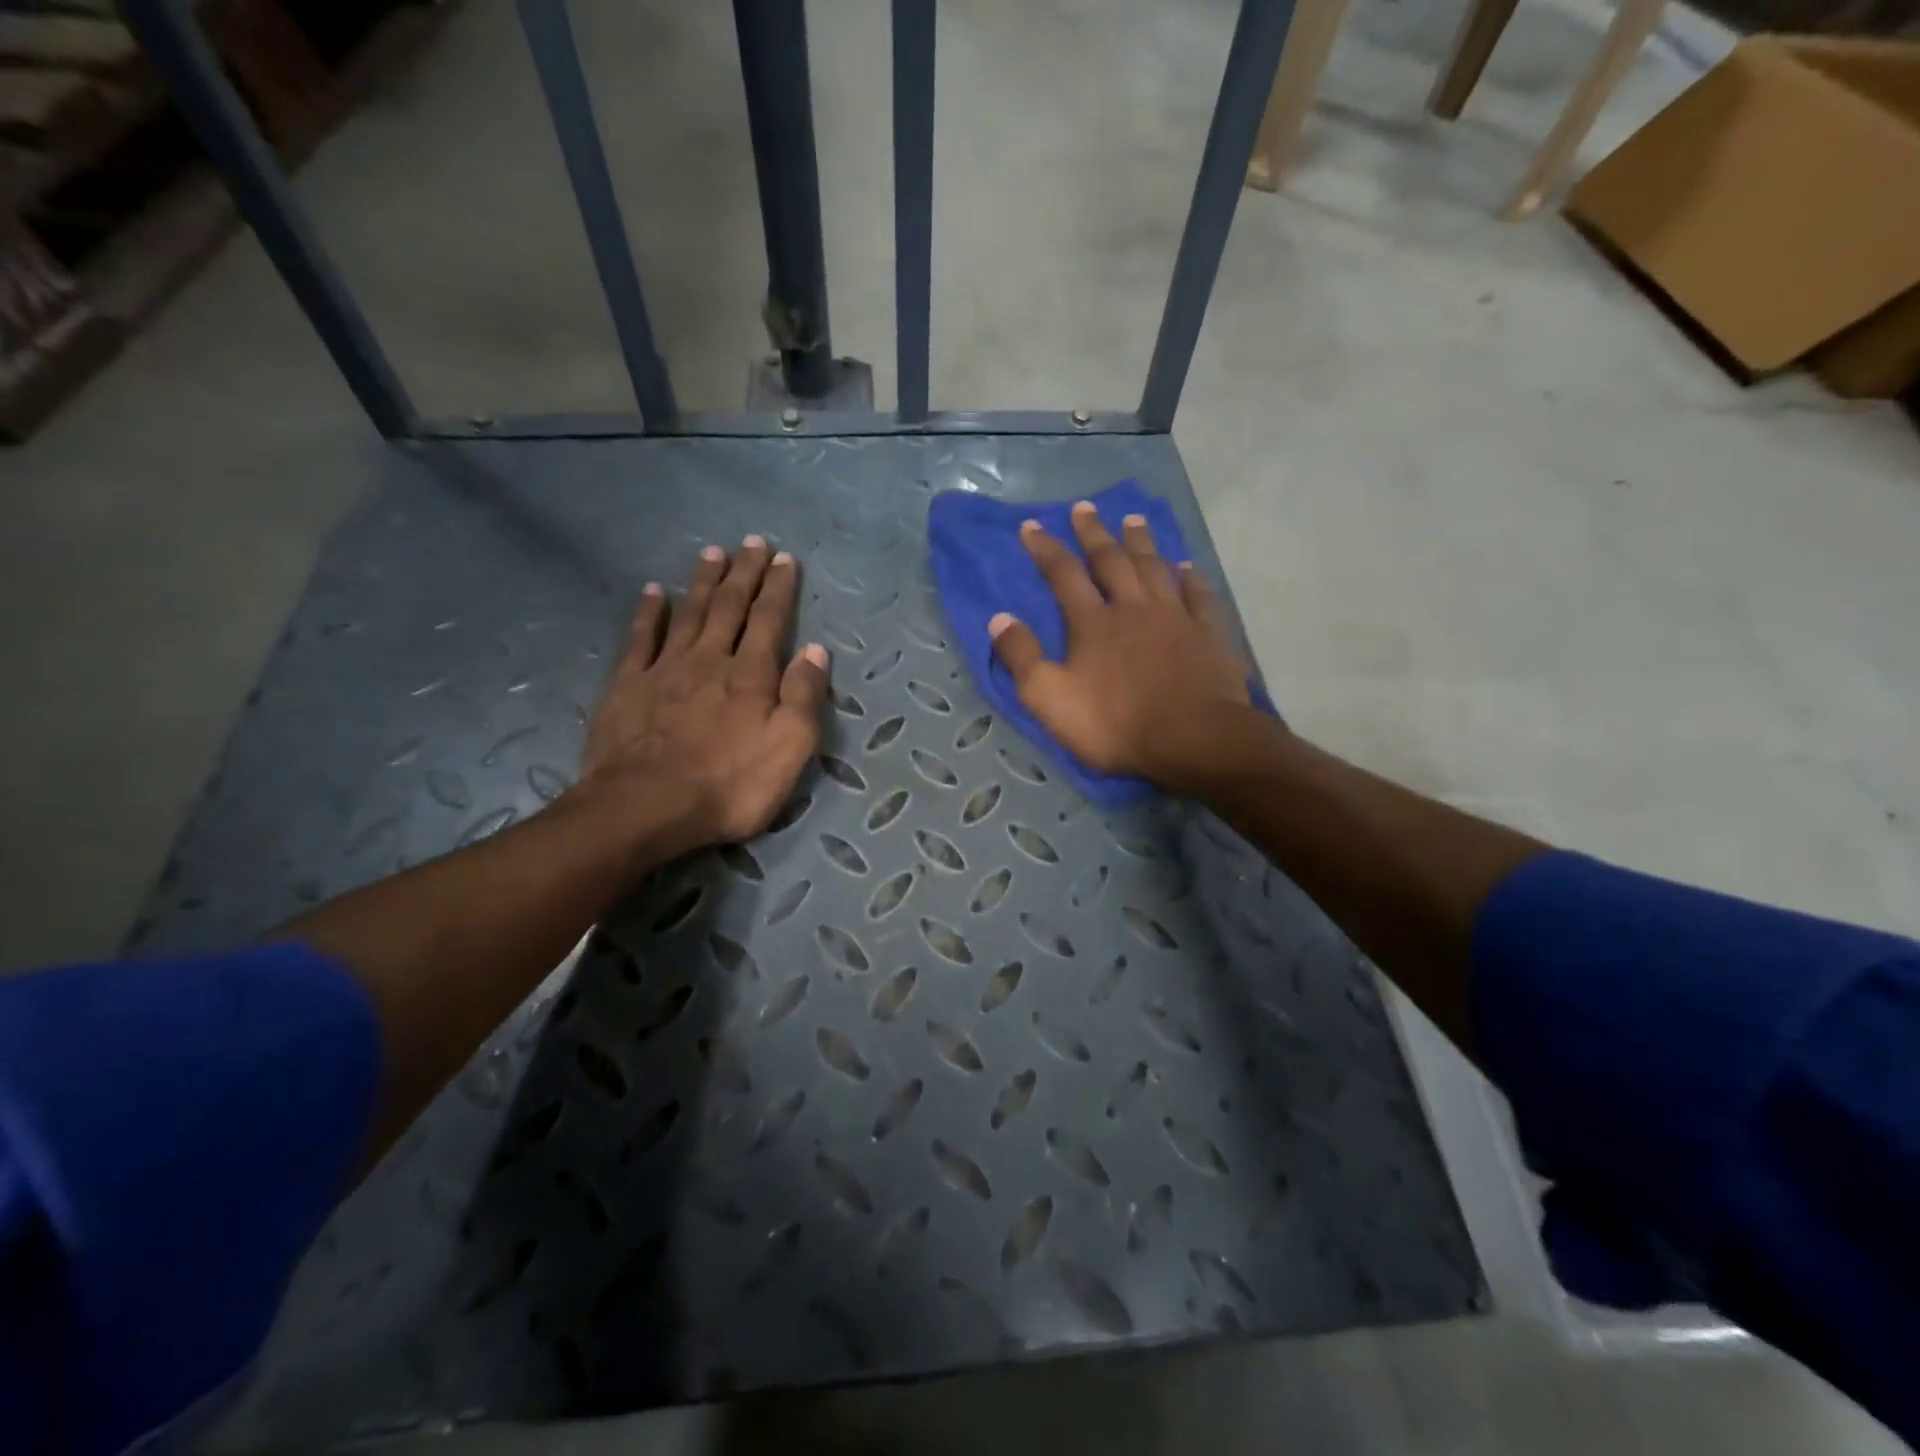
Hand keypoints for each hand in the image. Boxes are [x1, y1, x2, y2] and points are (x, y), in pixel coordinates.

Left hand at [581, 537, 828, 853]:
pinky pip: (639, 638)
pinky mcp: (627, 685)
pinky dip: (648, 612)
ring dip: (702, 581)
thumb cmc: (729, 785)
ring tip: (712, 552)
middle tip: (752, 542)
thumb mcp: (789, 749)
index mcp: (751, 675)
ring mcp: (664, 669)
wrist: (646, 807)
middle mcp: (710, 660)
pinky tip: (653, 591)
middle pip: (729, 607)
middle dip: (744, 573)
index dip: (779, 588)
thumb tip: (817, 651)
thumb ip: (804, 697)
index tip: (785, 558)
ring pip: (688, 613)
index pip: (770, 620)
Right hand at [989, 501, 1252, 787]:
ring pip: (1155, 569)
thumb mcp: (1050, 698)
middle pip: (1111, 561)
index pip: (1063, 574)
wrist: (1192, 739)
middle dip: (1093, 534)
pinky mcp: (1207, 635)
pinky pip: (1198, 596)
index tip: (1031, 525)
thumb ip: (1022, 657)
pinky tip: (1186, 567)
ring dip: (1141, 543)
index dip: (1045, 549)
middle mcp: (1133, 608)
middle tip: (1084, 507)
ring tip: (1133, 519)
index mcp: (1093, 622)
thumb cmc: (1115, 723)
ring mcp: (1175, 618)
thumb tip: (999, 619)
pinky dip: (1190, 578)